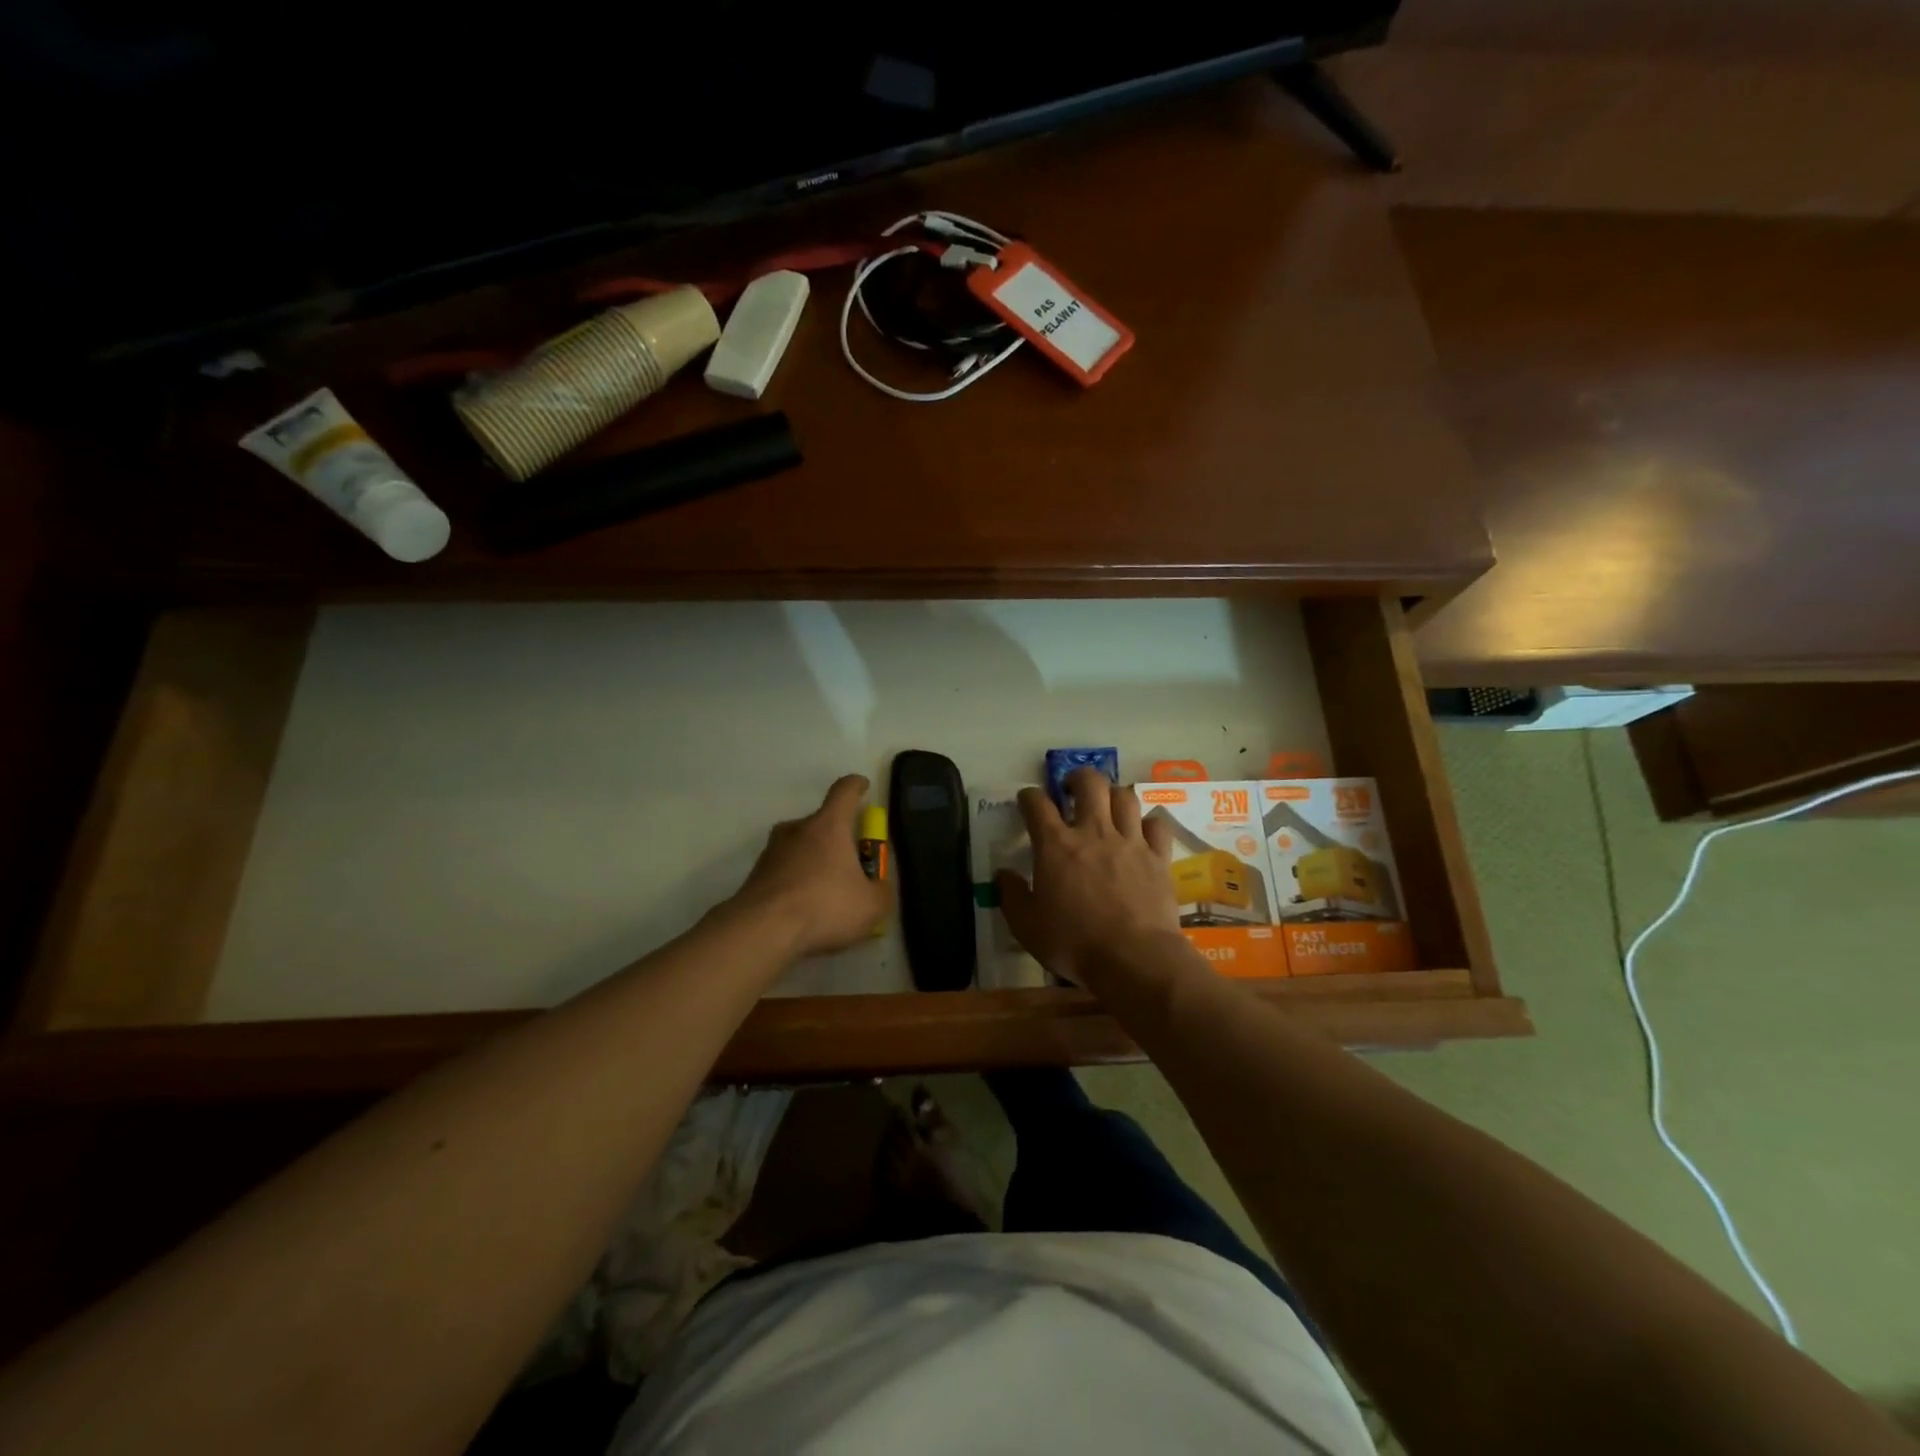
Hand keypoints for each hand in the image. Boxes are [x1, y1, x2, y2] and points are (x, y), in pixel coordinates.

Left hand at [729, 775, 888, 958]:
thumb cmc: (824, 906)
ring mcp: (771, 851)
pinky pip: (784, 872)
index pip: (844, 791)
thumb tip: (878, 888)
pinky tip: (805, 911)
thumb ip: (881, 891)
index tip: (863, 787)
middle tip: (851, 865)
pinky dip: (796, 883)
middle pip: (821, 823)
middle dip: (837, 838)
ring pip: (800, 847)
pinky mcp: (755, 875)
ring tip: (827, 893)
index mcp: (829, 826)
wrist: (762, 931)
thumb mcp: (871, 906)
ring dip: (814, 861)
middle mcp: (797, 829)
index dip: (856, 786)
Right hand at [995, 768, 1182, 987]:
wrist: (1134, 958)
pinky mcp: (1158, 857)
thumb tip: (1003, 874)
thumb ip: (1012, 896)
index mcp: (1056, 845)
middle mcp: (1094, 832)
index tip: (1026, 801)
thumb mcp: (1027, 927)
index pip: (1037, 804)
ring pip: (1125, 796)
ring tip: (1107, 805)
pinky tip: (1141, 831)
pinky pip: (1156, 824)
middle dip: (1077, 778)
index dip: (1029, 796)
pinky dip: (1147, 822)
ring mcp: (1130, 841)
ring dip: (1113, 794)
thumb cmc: (1074, 943)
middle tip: (1071, 790)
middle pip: (1089, 783)